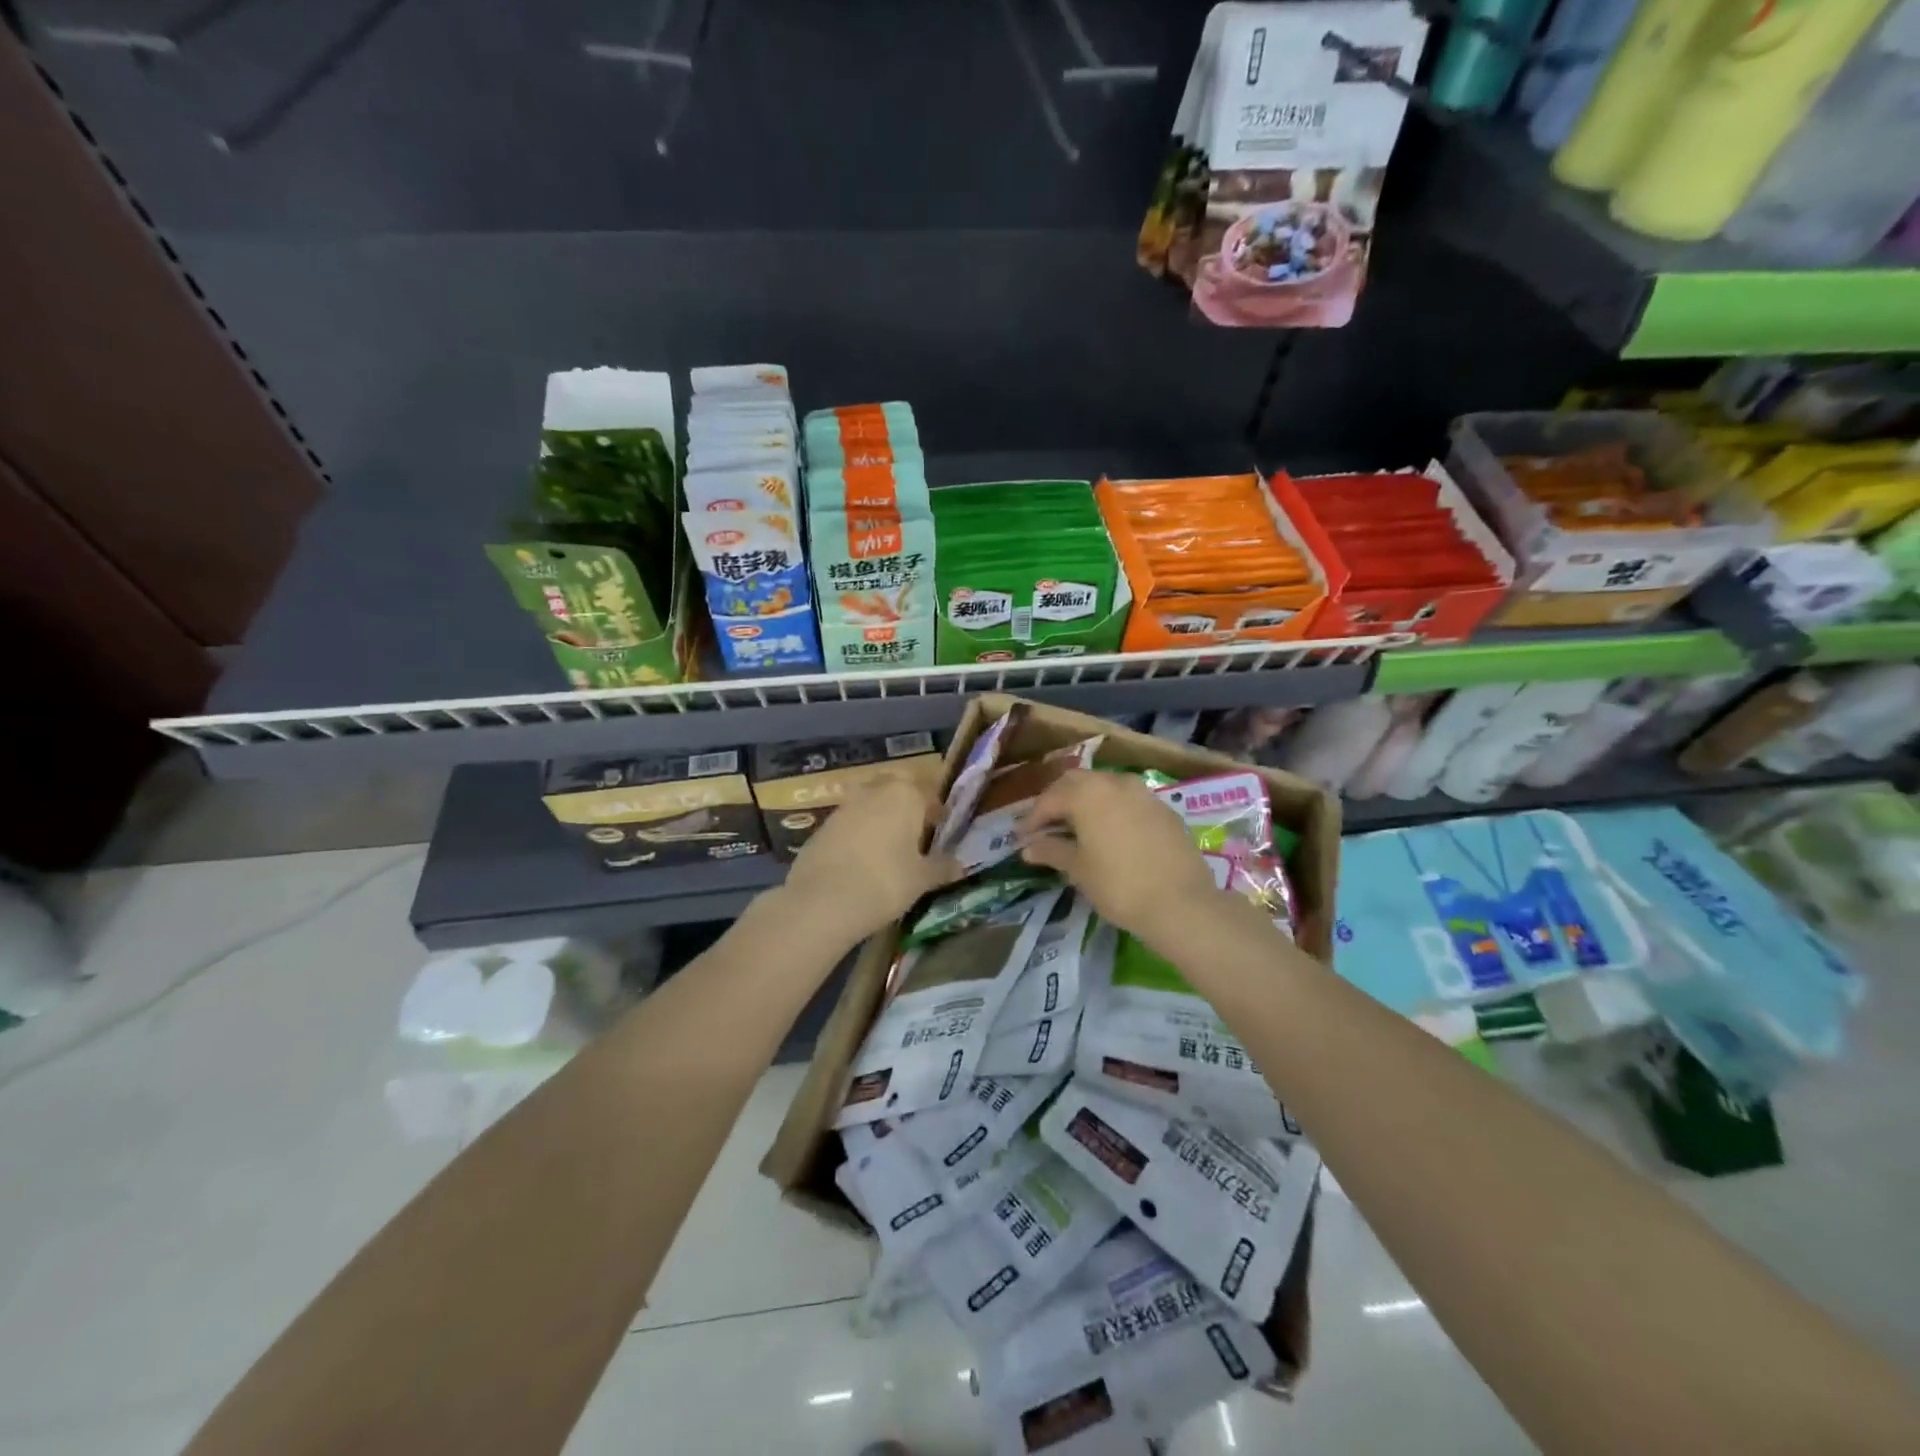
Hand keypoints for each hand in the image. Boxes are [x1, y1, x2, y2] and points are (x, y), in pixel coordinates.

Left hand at [777, 775, 961, 946]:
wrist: (822, 901)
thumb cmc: (885, 882)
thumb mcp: (922, 879)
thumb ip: (942, 867)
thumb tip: (959, 865)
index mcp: (905, 794)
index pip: (929, 794)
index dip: (937, 814)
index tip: (940, 834)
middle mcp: (874, 791)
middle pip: (897, 792)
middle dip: (907, 810)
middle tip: (915, 839)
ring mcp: (844, 806)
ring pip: (871, 805)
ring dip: (881, 821)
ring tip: (888, 852)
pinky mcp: (822, 826)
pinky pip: (850, 824)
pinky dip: (859, 835)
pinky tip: (861, 862)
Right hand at [1018, 769, 1223, 946]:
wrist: (1181, 903)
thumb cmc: (1119, 885)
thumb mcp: (1079, 869)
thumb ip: (1051, 851)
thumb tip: (1028, 847)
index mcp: (1087, 793)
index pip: (1050, 798)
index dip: (1033, 818)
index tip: (1022, 837)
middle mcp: (1114, 783)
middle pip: (1077, 782)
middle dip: (1058, 801)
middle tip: (1047, 826)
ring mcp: (1143, 793)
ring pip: (1105, 787)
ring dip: (1087, 802)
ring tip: (1078, 828)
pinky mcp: (1164, 809)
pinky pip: (1129, 801)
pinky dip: (1112, 810)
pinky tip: (1111, 833)